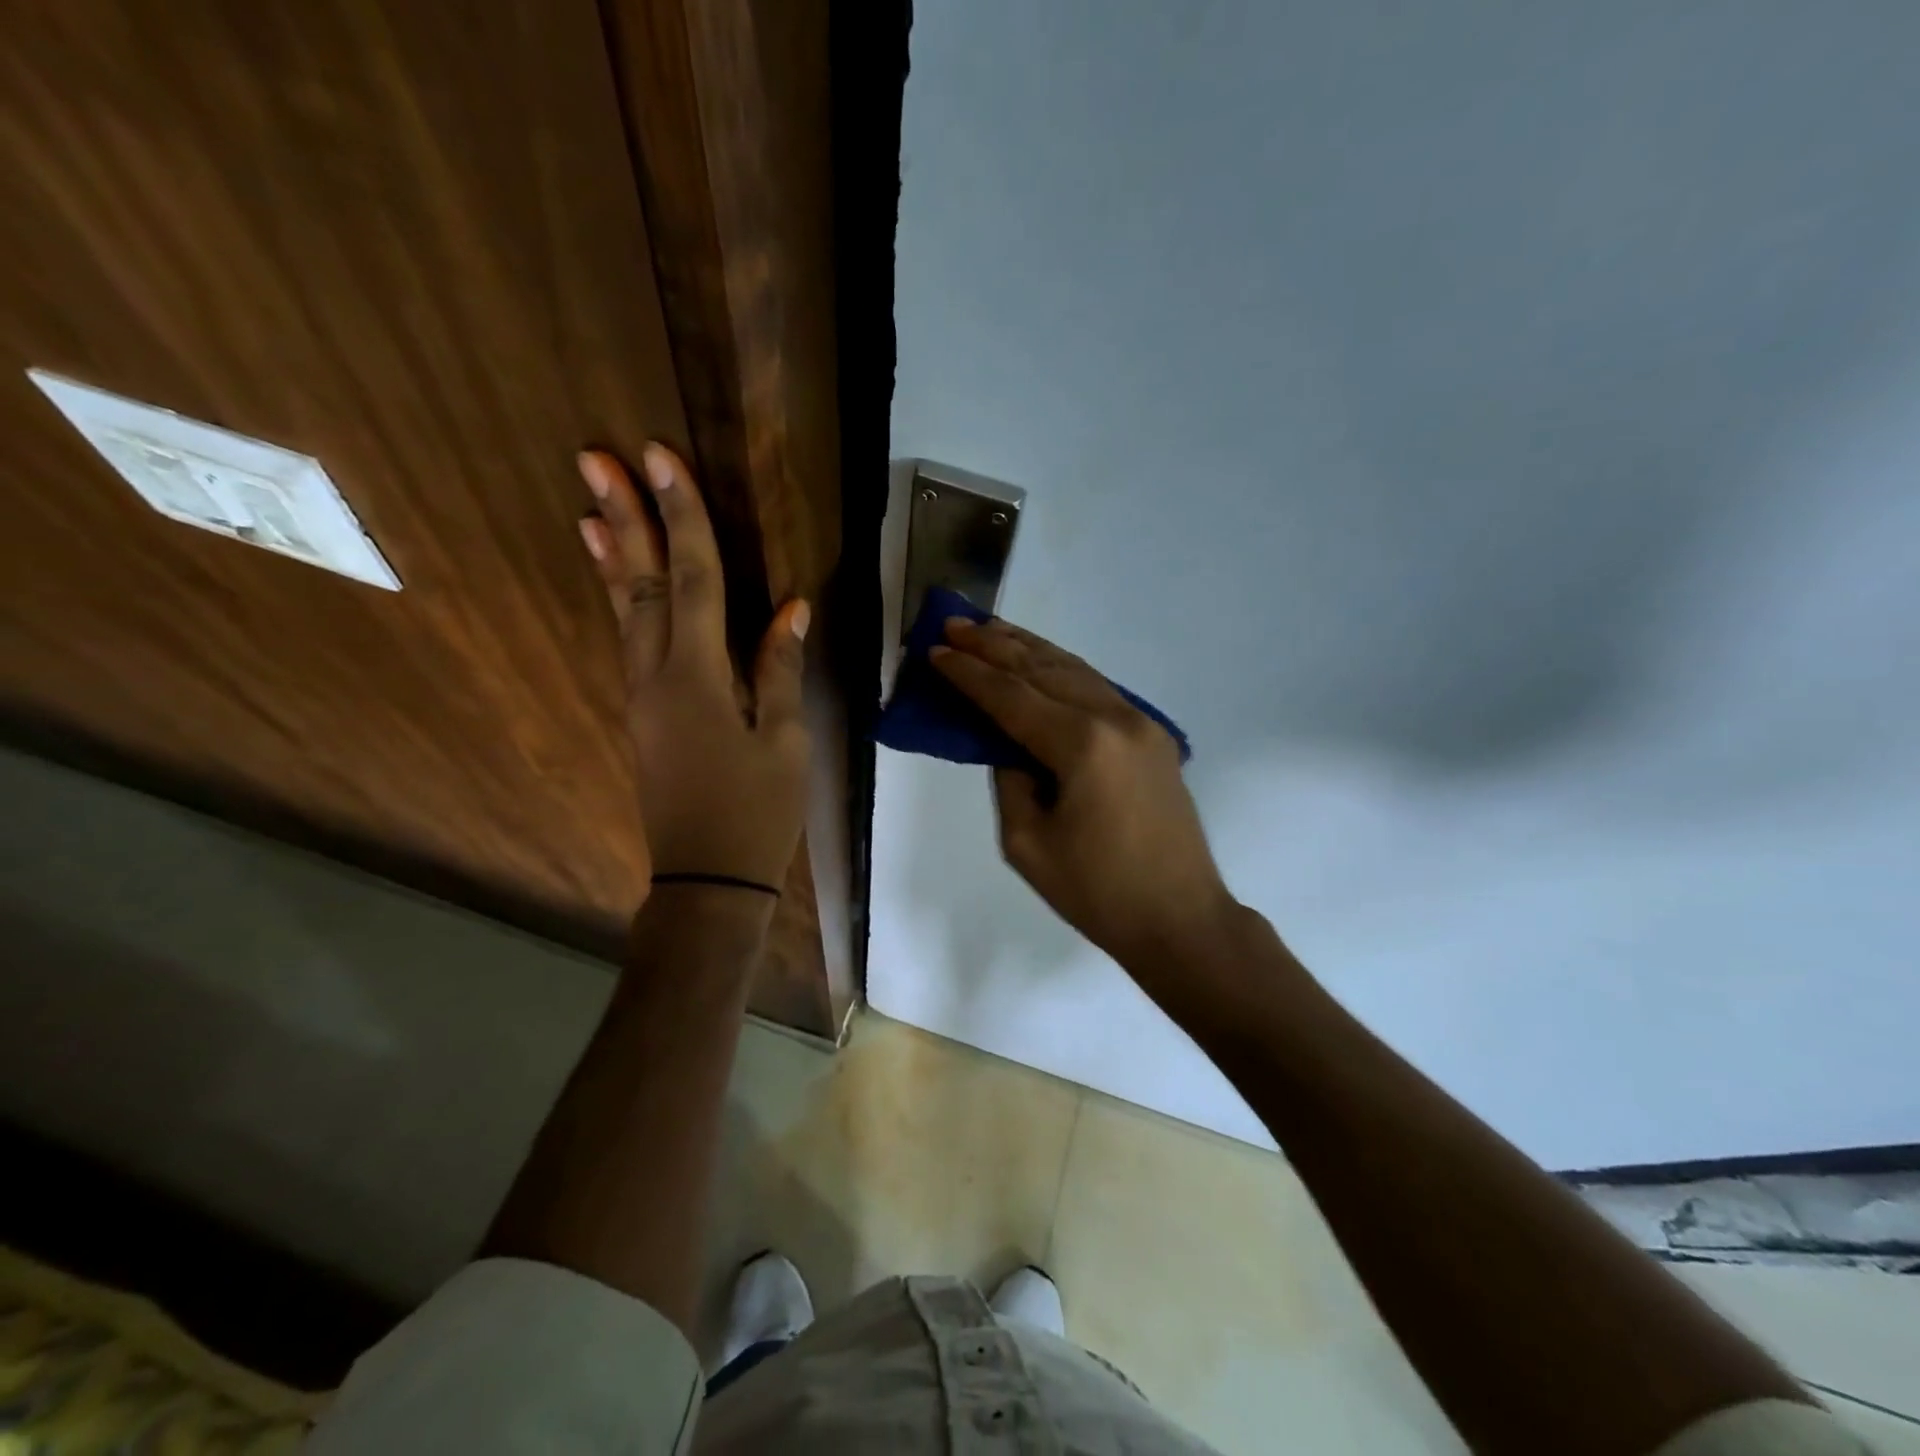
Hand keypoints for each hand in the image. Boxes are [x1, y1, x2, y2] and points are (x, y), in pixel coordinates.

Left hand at [577, 445, 809, 892]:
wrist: (709, 878)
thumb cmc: (758, 811)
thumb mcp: (785, 740)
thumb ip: (780, 669)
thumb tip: (791, 608)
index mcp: (699, 677)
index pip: (693, 579)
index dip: (681, 516)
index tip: (659, 459)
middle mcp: (657, 676)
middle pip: (641, 584)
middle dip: (624, 518)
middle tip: (595, 457)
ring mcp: (643, 696)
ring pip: (625, 611)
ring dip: (611, 555)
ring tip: (591, 505)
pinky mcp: (643, 714)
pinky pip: (630, 641)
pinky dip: (620, 601)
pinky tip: (617, 581)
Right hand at [931, 617, 1233, 964]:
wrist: (1180, 918)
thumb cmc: (1097, 892)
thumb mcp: (1027, 843)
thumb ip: (1010, 779)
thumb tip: (1007, 744)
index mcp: (1082, 746)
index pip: (1012, 697)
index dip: (969, 674)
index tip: (935, 649)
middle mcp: (1115, 719)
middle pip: (1043, 670)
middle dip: (995, 645)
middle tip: (955, 622)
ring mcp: (1140, 723)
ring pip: (1074, 669)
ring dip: (1029, 648)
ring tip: (991, 629)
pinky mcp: (1152, 736)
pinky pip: (1097, 688)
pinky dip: (1061, 670)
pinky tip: (1039, 662)